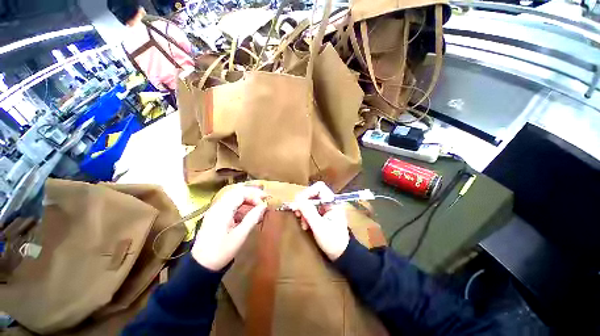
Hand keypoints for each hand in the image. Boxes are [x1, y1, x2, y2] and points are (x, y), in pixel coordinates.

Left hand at [191, 186, 267, 270]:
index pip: (240, 193)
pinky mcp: (215, 216)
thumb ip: (252, 218)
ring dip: (246, 199)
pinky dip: (240, 206)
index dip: (254, 195)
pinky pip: (230, 205)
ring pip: (233, 197)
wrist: (201, 265)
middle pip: (236, 192)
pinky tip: (247, 213)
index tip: (264, 203)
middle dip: (251, 193)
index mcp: (222, 210)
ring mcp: (215, 210)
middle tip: (263, 198)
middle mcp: (218, 206)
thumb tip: (263, 206)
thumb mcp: (240, 235)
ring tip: (257, 205)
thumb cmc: (221, 251)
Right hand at [294, 182, 349, 260]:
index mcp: (332, 202)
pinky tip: (305, 225)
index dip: (308, 192)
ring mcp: (326, 208)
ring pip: (310, 202)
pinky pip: (311, 210)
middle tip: (297, 213)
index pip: (319, 187)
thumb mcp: (319, 226)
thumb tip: (297, 199)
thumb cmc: (333, 241)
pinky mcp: (322, 214)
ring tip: (303, 223)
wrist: (342, 255)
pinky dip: (306, 216)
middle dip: (304, 203)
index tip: (299, 202)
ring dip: (304, 211)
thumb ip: (308, 212)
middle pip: (313, 194)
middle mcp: (329, 202)